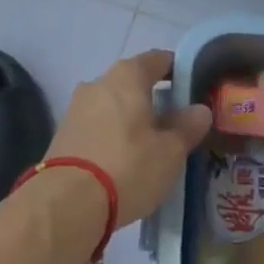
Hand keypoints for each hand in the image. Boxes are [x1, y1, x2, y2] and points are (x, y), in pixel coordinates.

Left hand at [45, 50, 211, 227]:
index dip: (178, 71)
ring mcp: (77, 107)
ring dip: (131, 119)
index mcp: (128, 75)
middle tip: (175, 125)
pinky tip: (123, 161)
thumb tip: (199, 109)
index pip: (158, 59)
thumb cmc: (127, 166)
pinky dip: (112, 136)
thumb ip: (187, 126)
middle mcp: (99, 82)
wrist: (66, 204)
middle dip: (154, 99)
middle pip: (133, 82)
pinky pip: (97, 126)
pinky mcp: (63, 134)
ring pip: (114, 105)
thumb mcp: (170, 151)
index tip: (193, 90)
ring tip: (150, 147)